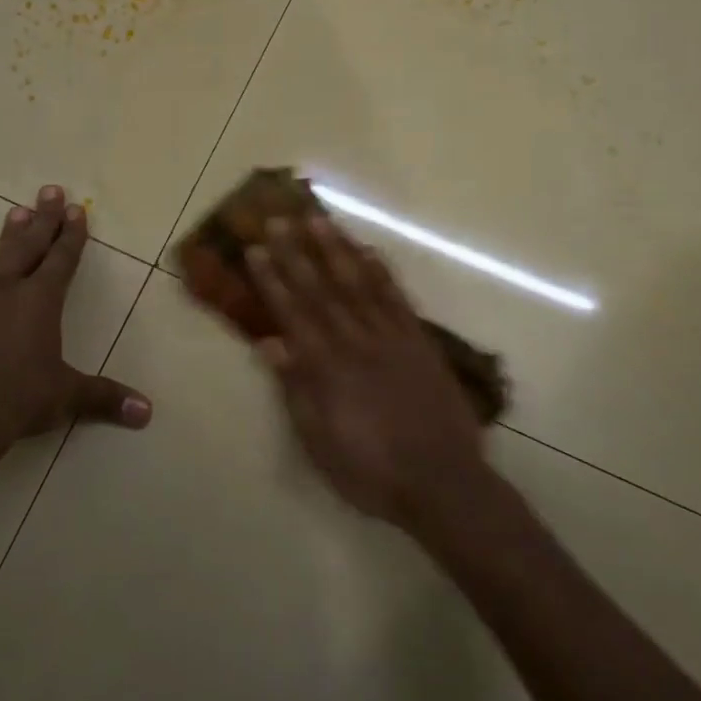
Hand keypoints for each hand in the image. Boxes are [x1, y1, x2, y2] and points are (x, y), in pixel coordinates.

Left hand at [0, 185, 150, 479]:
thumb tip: (147, 412)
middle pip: (29, 245)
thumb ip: (104, 398)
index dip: (71, 234)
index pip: (61, 259)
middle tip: (50, 190)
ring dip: (10, 234)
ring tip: (16, 211)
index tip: (76, 208)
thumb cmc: (14, 399)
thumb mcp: (64, 397)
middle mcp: (7, 290)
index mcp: (40, 300)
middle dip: (43, 218)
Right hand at [248, 215, 487, 528]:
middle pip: (321, 288)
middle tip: (279, 217)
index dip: (272, 278)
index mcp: (326, 367)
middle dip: (297, 252)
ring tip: (319, 219)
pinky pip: (397, 297)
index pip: (292, 312)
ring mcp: (391, 337)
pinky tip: (369, 251)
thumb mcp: (319, 440)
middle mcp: (356, 341)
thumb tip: (269, 342)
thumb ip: (295, 388)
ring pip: (358, 283)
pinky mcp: (419, 341)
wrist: (443, 482)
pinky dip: (381, 272)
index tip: (256, 248)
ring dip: (336, 249)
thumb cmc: (370, 470)